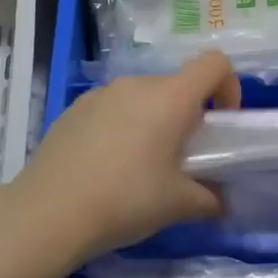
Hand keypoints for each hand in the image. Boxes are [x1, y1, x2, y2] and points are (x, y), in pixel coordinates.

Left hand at [6, 52, 241, 265]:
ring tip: (142, 166)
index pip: (214, 64)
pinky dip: (122, 127)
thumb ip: (209, 198)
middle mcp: (136, 84)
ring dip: (153, 121)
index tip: (222, 123)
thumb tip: (221, 202)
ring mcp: (101, 94)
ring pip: (142, 97)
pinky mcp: (74, 109)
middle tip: (182, 158)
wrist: (48, 213)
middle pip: (176, 85)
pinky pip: (112, 109)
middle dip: (188, 115)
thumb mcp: (178, 204)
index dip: (229, 86)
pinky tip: (107, 167)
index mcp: (170, 98)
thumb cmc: (125, 200)